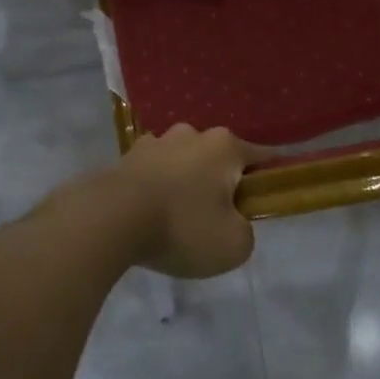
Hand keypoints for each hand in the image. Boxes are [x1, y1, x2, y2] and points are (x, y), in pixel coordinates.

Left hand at [115, 125, 259, 277]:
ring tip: (178, 221)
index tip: (268, 199)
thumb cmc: (182, 227)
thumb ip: (245, 231)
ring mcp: (156, 142)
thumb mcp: (234, 245)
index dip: (270, 178)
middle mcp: (192, 134)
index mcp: (225, 146)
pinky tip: (151, 215)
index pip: (262, 156)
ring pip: (184, 163)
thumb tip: (233, 222)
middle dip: (222, 183)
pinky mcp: (127, 157)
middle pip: (219, 159)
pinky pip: (154, 172)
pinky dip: (157, 189)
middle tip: (217, 220)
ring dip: (186, 184)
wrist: (109, 219)